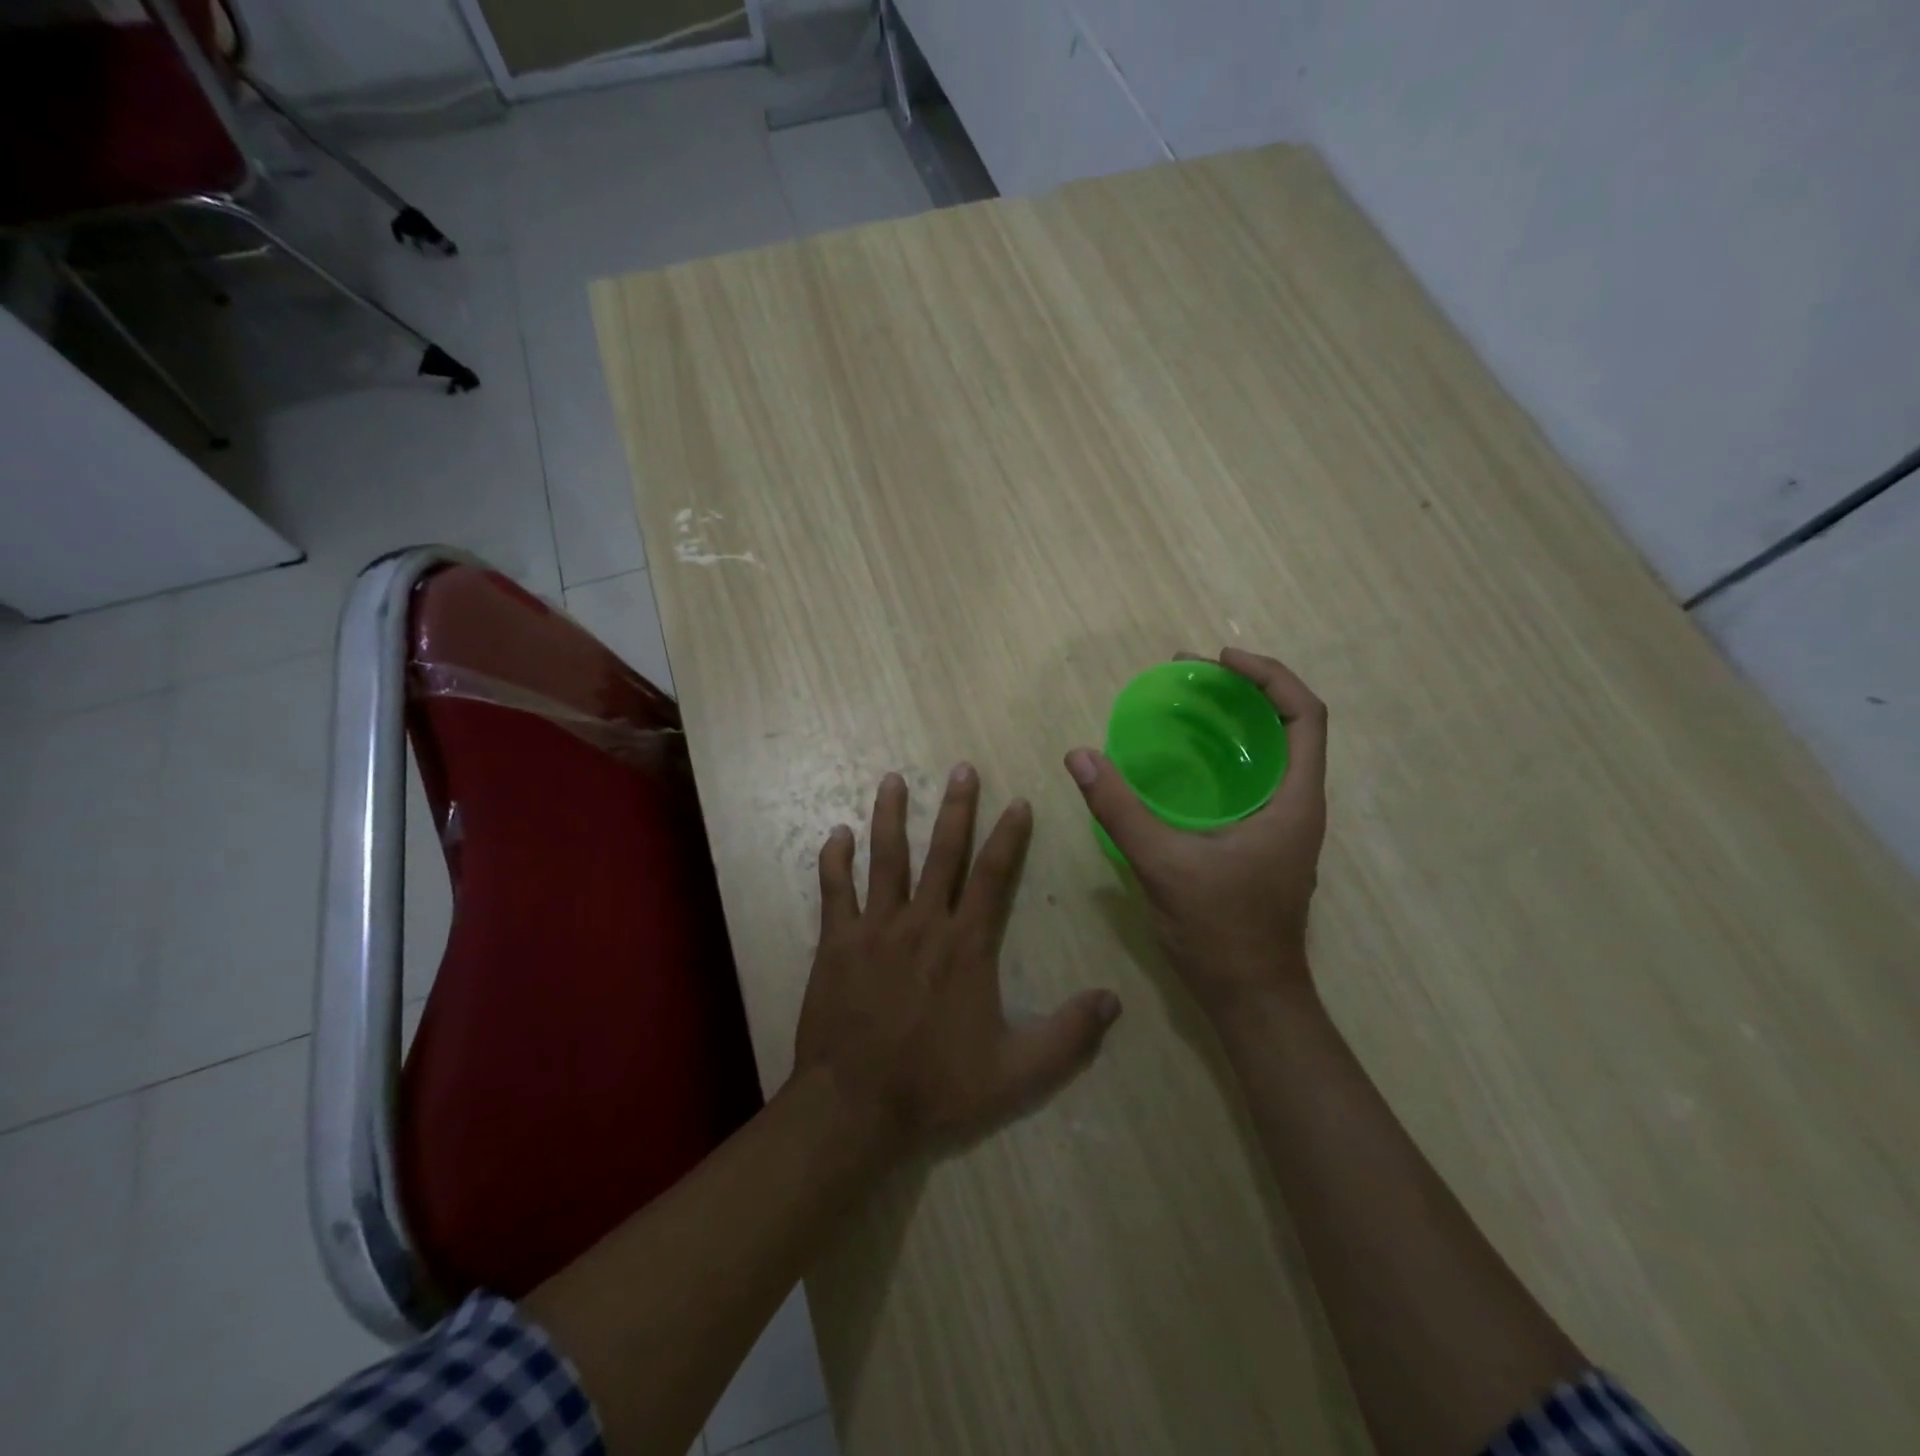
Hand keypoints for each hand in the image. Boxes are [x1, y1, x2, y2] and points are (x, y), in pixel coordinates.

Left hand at [794, 764, 1122, 1156]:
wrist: (856, 1106)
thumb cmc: (937, 1086)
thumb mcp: (1016, 1072)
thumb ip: (1068, 1036)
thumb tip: (1114, 1001)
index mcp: (965, 945)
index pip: (993, 876)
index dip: (1008, 837)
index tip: (1018, 802)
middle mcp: (922, 923)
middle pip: (942, 853)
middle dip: (956, 808)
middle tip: (962, 769)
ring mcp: (875, 929)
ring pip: (886, 858)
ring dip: (890, 816)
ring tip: (893, 780)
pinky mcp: (837, 943)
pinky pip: (835, 890)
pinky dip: (835, 860)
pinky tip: (837, 834)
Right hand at [1063, 648, 1328, 1020]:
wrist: (1251, 998)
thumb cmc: (1221, 932)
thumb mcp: (1164, 865)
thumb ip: (1120, 809)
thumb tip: (1079, 756)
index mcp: (1295, 801)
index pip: (1305, 715)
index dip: (1268, 676)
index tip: (1219, 661)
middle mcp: (1298, 805)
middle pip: (1286, 726)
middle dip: (1242, 691)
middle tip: (1188, 678)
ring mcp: (1282, 826)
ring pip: (1268, 755)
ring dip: (1232, 724)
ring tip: (1182, 708)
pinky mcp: (1262, 842)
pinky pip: (1248, 782)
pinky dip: (1220, 758)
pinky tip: (1180, 765)